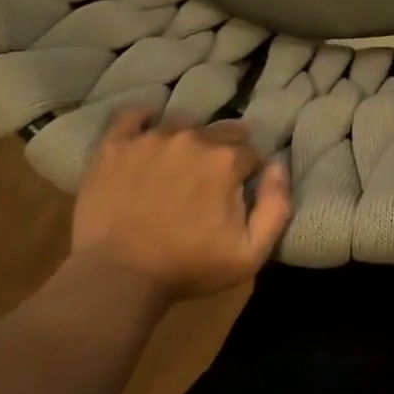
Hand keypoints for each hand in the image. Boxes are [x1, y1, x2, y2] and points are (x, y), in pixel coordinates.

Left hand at [69, 110, 291, 302]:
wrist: (117, 278)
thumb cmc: (188, 267)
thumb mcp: (250, 252)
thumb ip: (277, 205)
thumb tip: (278, 166)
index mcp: (226, 160)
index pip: (250, 151)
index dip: (247, 172)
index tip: (238, 191)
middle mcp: (192, 138)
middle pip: (221, 130)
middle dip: (222, 150)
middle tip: (210, 179)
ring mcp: (150, 138)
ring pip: (181, 123)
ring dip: (187, 139)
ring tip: (179, 164)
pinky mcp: (115, 145)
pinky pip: (132, 115)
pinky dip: (143, 119)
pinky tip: (145, 133)